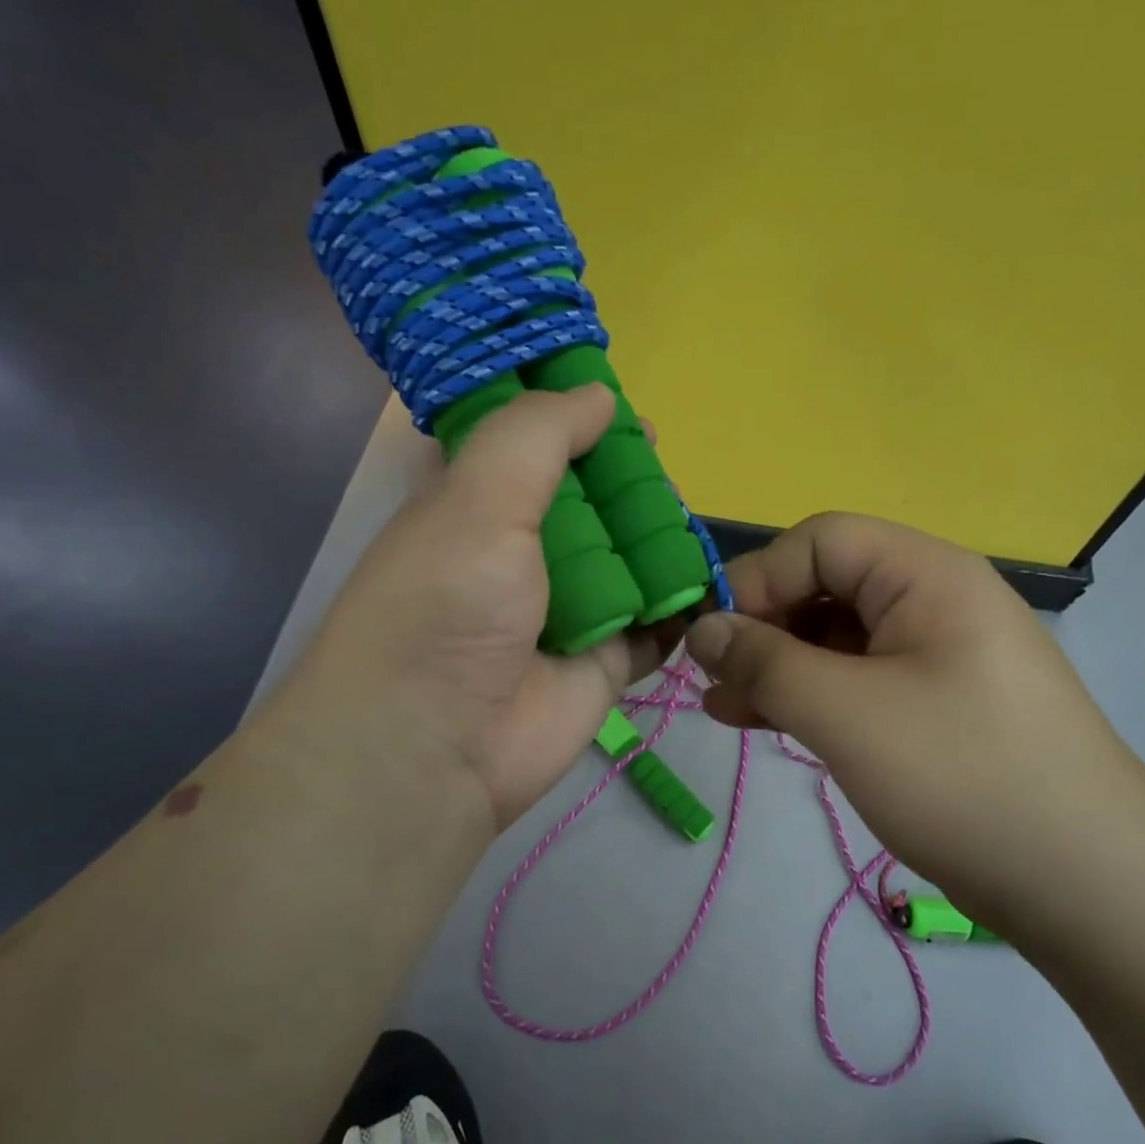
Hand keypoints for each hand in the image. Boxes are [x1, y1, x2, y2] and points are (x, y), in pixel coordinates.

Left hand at [289, 385, 670, 844]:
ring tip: (690, 522)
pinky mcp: (604, 661)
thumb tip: (598, 393)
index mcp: (477, 505)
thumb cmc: (447, 607)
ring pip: (628, 559)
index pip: (530, 445)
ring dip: (660, 541)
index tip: (621, 406)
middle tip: (664, 469)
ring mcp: (566, 610)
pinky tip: (707, 586)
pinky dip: (680, 607)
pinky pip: (654, 624)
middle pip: (589, 502)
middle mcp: (520, 553)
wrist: (436, 750)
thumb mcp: (479, 499)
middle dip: (628, 483)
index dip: (572, 421)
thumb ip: (537, 436)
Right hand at [683, 513, 1144, 924]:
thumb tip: (702, 629)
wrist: (1089, 887)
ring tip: (724, 709)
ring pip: (836, 639)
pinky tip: (767, 724)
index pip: (819, 542)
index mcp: (925, 575)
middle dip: (761, 628)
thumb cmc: (962, 777)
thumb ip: (764, 662)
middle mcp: (934, 600)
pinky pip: (857, 681)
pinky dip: (810, 697)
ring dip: (777, 667)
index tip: (710, 639)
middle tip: (710, 680)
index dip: (756, 580)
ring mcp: (937, 655)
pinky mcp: (935, 705)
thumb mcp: (845, 713)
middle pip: (825, 587)